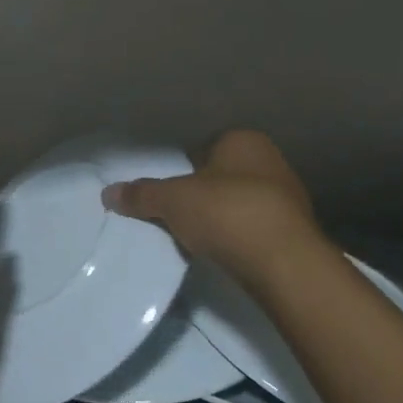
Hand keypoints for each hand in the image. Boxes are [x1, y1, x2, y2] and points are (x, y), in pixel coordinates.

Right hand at [103, 129, 325, 289]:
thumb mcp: (173, 200)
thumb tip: (108, 192)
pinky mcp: (295, 231)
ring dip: (223, 218)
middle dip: (204, 194)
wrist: (284, 262)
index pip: (205, 147)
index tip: (170, 193)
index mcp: (243, 140)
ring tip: (200, 239)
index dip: (184, 169)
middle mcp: (270, 160)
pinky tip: (226, 254)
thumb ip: (141, 194)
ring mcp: (288, 196)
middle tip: (179, 216)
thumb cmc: (226, 212)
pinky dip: (240, 238)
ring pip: (242, 202)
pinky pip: (256, 228)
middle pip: (223, 175)